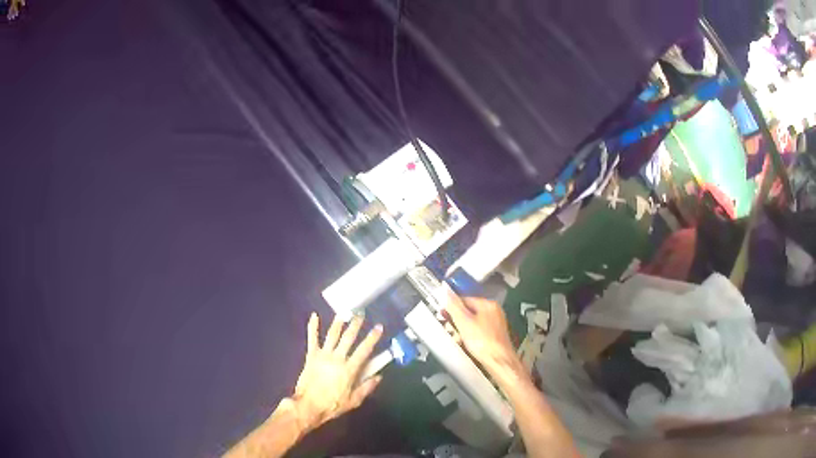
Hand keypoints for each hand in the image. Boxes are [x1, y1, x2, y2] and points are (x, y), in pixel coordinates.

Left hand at [291, 313, 382, 430]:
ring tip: (344, 313)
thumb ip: (367, 388)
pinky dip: (313, 326)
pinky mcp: (311, 356)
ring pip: (332, 335)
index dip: (372, 338)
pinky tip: (314, 316)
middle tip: (361, 315)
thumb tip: (379, 377)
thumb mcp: (354, 401)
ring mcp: (322, 355)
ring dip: (339, 322)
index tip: (379, 327)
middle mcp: (337, 358)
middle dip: (356, 325)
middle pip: (348, 338)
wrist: (308, 406)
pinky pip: (312, 338)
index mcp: (349, 369)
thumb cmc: (332, 405)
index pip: (364, 350)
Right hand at [444, 294, 518, 374]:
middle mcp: (494, 312)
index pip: (465, 299)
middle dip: (457, 321)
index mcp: (488, 304)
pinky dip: (470, 336)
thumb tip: (445, 290)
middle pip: (469, 311)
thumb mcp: (463, 321)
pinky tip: (466, 344)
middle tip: (449, 328)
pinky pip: (478, 332)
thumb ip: (453, 306)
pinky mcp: (495, 336)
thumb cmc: (482, 341)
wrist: (498, 361)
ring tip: (457, 339)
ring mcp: (495, 324)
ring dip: (462, 330)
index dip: (452, 307)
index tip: (442, 315)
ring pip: (473, 323)